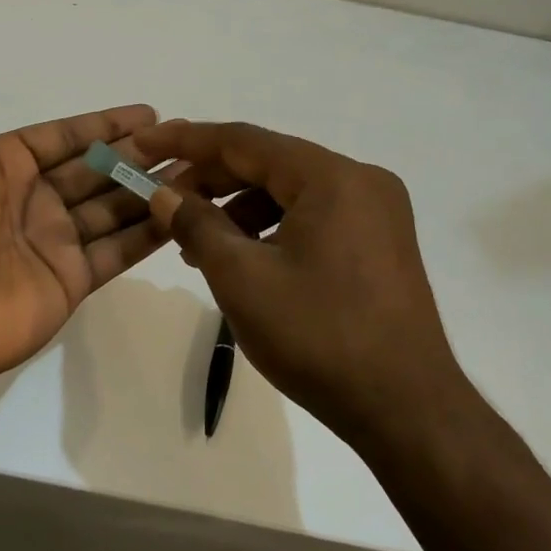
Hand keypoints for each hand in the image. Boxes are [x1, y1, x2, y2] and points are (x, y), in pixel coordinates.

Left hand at [0, 13, 173, 396]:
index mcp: (3, 165)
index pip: (64, 137)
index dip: (104, 123)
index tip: (148, 111)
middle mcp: (33, 202)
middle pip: (96, 171)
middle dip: (139, 155)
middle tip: (187, 139)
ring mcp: (54, 243)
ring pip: (114, 208)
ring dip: (152, 190)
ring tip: (197, 171)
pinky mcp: (70, 282)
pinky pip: (118, 251)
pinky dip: (150, 234)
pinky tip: (184, 215)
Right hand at [138, 120, 470, 447]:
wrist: (406, 410)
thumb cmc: (318, 337)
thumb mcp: (242, 278)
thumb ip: (196, 224)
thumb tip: (163, 192)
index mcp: (332, 178)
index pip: (245, 140)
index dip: (187, 140)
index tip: (144, 143)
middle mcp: (360, 181)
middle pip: (269, 163)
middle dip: (211, 179)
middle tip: (162, 199)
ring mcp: (376, 212)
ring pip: (289, 192)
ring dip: (237, 208)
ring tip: (194, 241)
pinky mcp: (379, 243)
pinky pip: (312, 216)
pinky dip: (270, 228)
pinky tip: (240, 257)